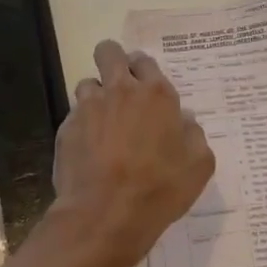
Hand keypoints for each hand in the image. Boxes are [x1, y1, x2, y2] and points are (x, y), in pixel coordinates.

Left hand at [52, 40, 215, 266]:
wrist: (106, 214)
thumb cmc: (160, 188)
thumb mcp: (199, 165)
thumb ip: (194, 135)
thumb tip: (184, 120)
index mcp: (156, 95)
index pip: (146, 61)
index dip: (144, 70)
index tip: (146, 85)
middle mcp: (120, 91)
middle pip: (109, 52)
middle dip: (113, 59)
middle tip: (120, 84)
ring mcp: (89, 107)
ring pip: (88, 83)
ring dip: (96, 95)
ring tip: (104, 121)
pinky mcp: (67, 128)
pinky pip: (75, 114)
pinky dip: (83, 124)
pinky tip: (90, 148)